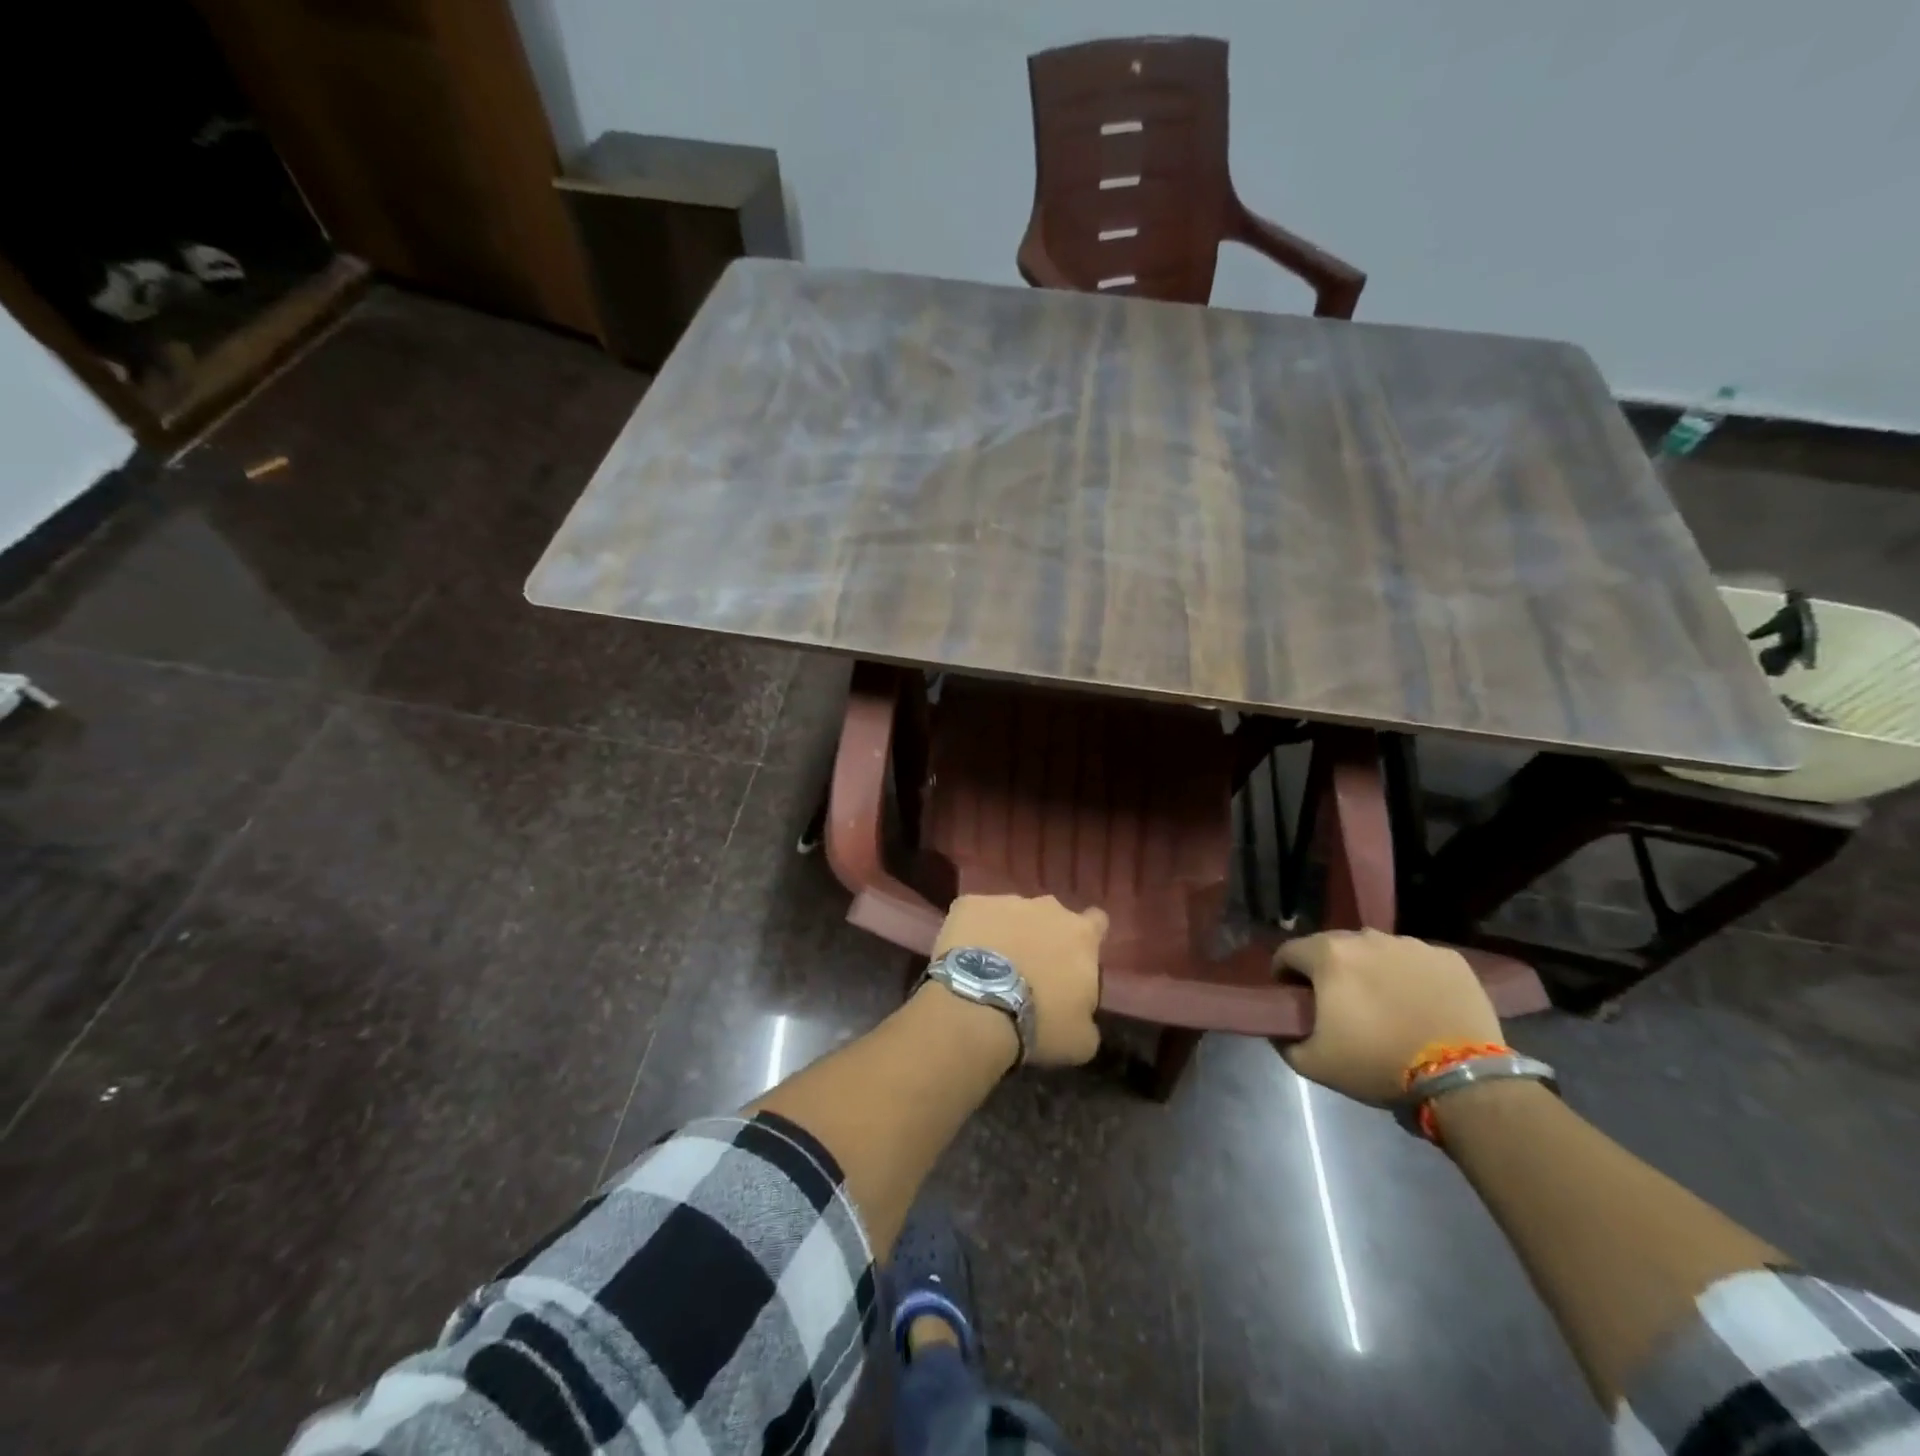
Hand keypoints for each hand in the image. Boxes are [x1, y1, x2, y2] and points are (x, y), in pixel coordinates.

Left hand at [931, 894, 1105, 1066]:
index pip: (1096, 923)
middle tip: (1029, 970)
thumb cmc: (1039, 1023)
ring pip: (1011, 914)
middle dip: (1043, 937)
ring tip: (990, 968)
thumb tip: (1080, 1012)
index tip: (1075, 958)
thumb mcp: (1081, 1038)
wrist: (978, 1008)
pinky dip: (972, 931)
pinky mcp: (969, 904)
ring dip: (1007, 934)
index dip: (1087, 939)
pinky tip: (963, 957)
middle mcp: (1048, 908)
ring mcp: (1006, 901)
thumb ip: (1087, 1015)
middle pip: (1051, 917)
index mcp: (1081, 935)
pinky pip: (974, 914)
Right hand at [1275, 930, 1501, 1105]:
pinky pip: (1416, 961)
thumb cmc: (1378, 1064)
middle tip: (1338, 1003)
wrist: (1462, 1079)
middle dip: (1329, 970)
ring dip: (1370, 970)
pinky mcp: (1449, 959)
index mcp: (1329, 955)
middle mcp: (1367, 938)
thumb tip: (1280, 1030)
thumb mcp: (1315, 1063)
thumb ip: (1285, 1041)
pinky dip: (1410, 976)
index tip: (1293, 998)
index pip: (1289, 952)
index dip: (1284, 974)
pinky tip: (1418, 1004)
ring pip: (1376, 951)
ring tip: (1383, 1003)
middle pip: (1333, 947)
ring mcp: (1411, 945)